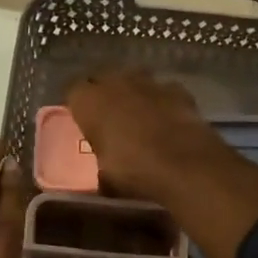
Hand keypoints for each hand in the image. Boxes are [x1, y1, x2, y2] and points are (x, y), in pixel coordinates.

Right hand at [66, 69, 232, 203]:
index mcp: (89, 101)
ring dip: (134, 93)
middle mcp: (115, 83)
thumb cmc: (133, 170)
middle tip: (108, 117)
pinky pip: (164, 90)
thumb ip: (101, 167)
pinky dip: (163, 101)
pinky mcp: (178, 89)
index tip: (82, 120)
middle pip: (103, 79)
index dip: (78, 105)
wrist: (184, 164)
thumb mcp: (106, 177)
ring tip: (139, 116)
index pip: (73, 91)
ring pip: (134, 79)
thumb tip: (104, 176)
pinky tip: (168, 119)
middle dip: (105, 94)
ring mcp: (149, 82)